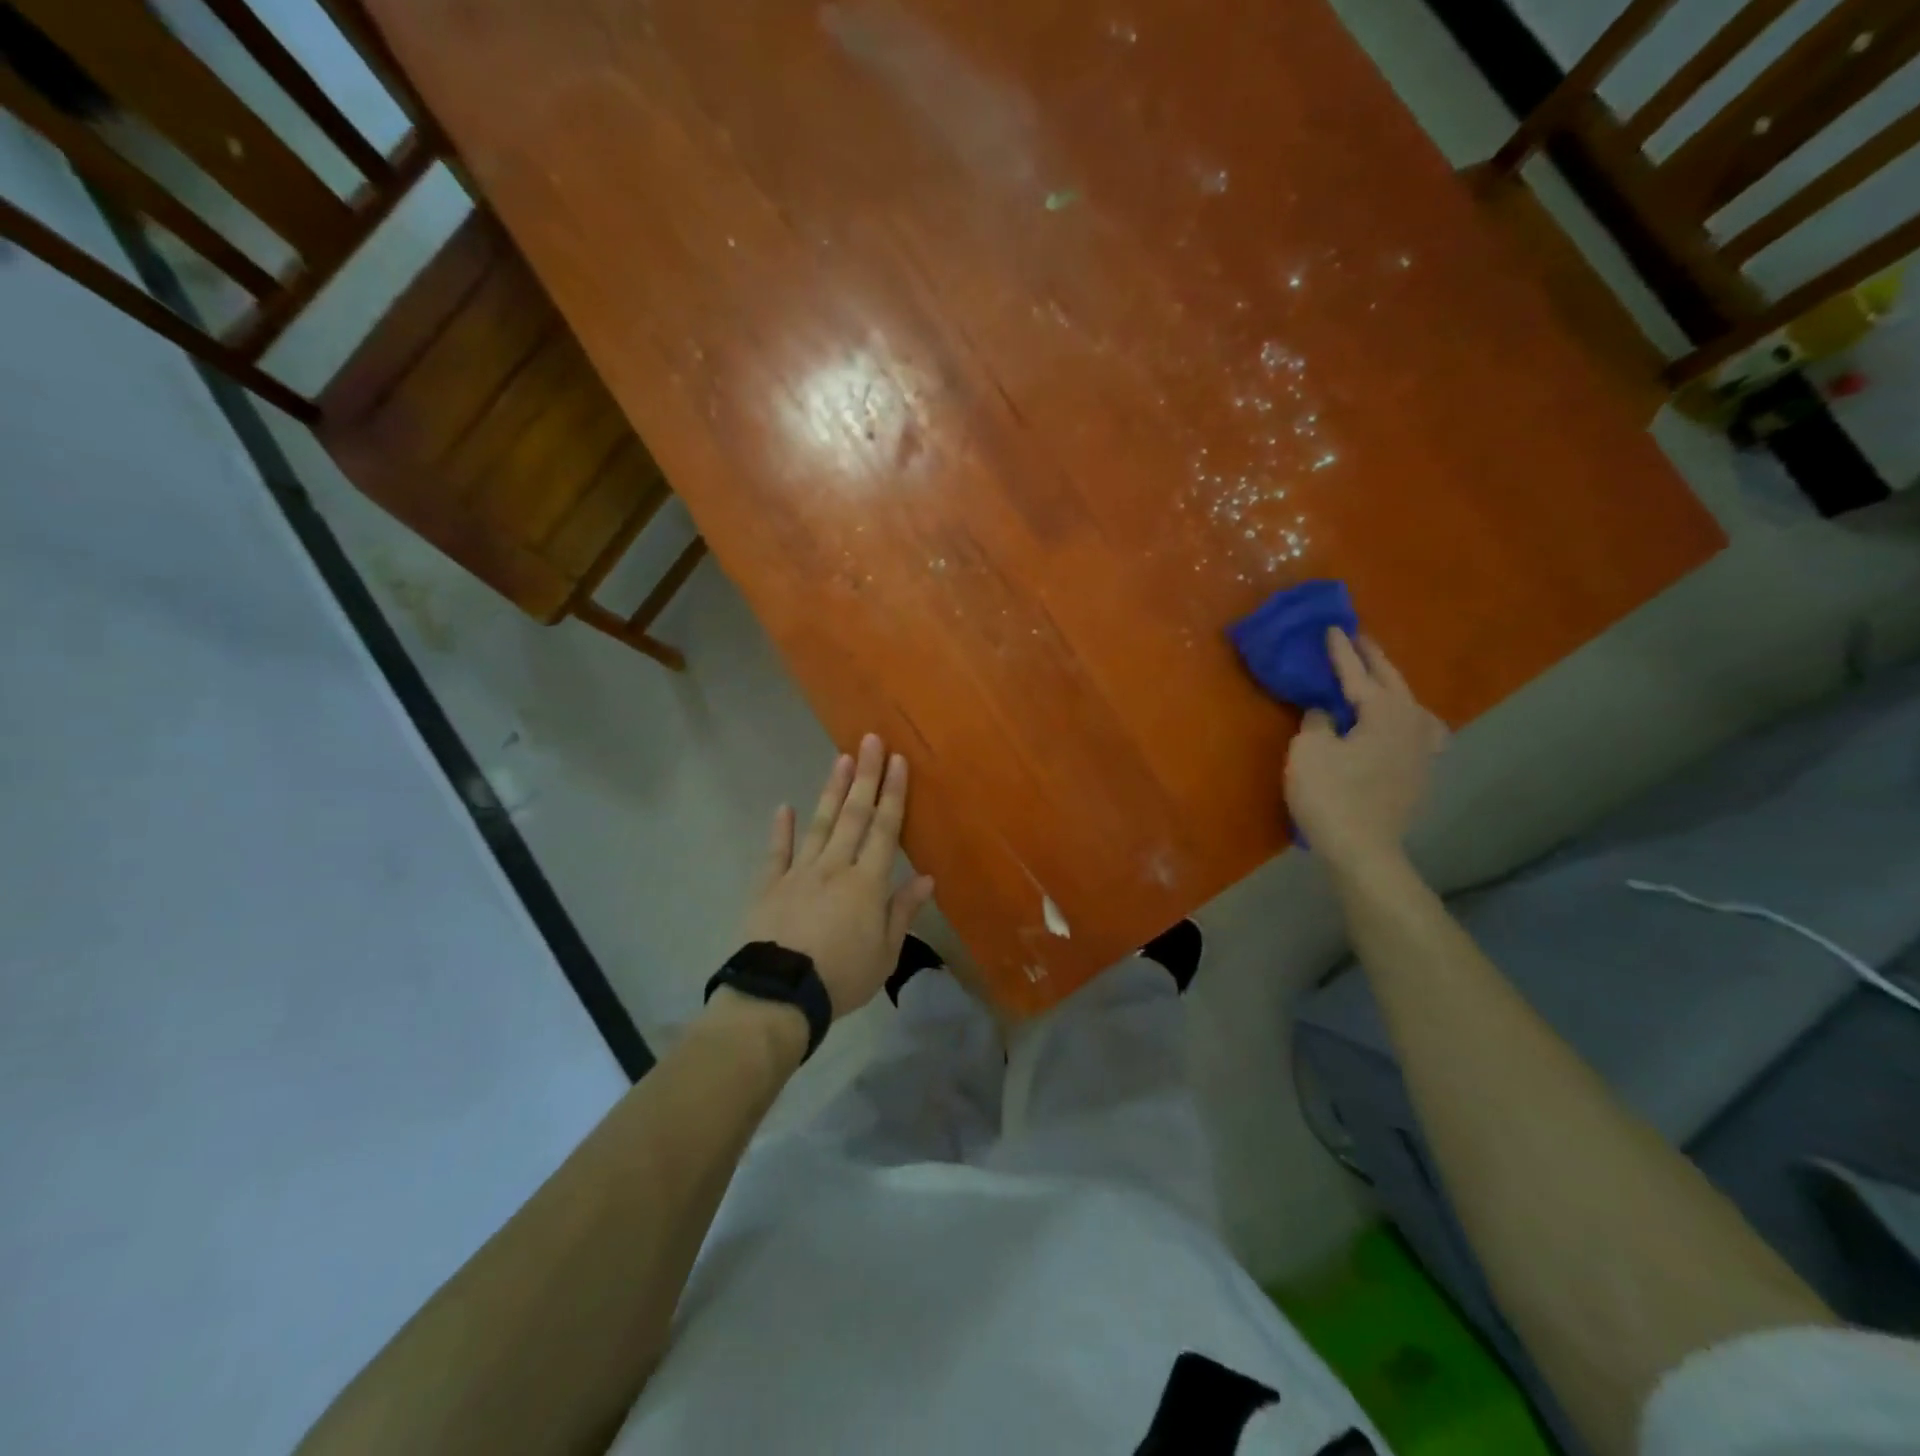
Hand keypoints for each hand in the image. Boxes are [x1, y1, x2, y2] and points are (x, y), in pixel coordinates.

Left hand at [738, 734, 936, 1017]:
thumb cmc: (842, 977)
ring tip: (841, 759)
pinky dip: (780, 829)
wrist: (781, 995)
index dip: (893, 794)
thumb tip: (927, 877)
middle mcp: (835, 867)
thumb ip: (903, 912)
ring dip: (832, 791)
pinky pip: (776, 852)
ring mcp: (800, 873)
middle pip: (854, 815)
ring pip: (820, 824)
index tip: (898, 761)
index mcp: (867, 883)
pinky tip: (783, 806)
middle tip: (871, 740)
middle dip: (865, 776)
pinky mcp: (770, 885)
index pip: (885, 830)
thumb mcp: (885, 954)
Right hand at [1285, 629, 1446, 868]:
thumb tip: (1326, 711)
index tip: (1333, 628)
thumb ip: (1317, 721)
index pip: (1358, 674)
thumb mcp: (1309, 751)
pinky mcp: (1418, 772)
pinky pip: (1418, 730)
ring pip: (1411, 704)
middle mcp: (1410, 723)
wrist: (1363, 849)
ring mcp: (1420, 750)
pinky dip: (1409, 717)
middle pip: (1392, 682)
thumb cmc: (1331, 795)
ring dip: (1393, 686)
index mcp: (1383, 712)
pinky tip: (1406, 725)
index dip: (1341, 652)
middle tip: (1359, 638)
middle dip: (1374, 659)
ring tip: (1382, 678)